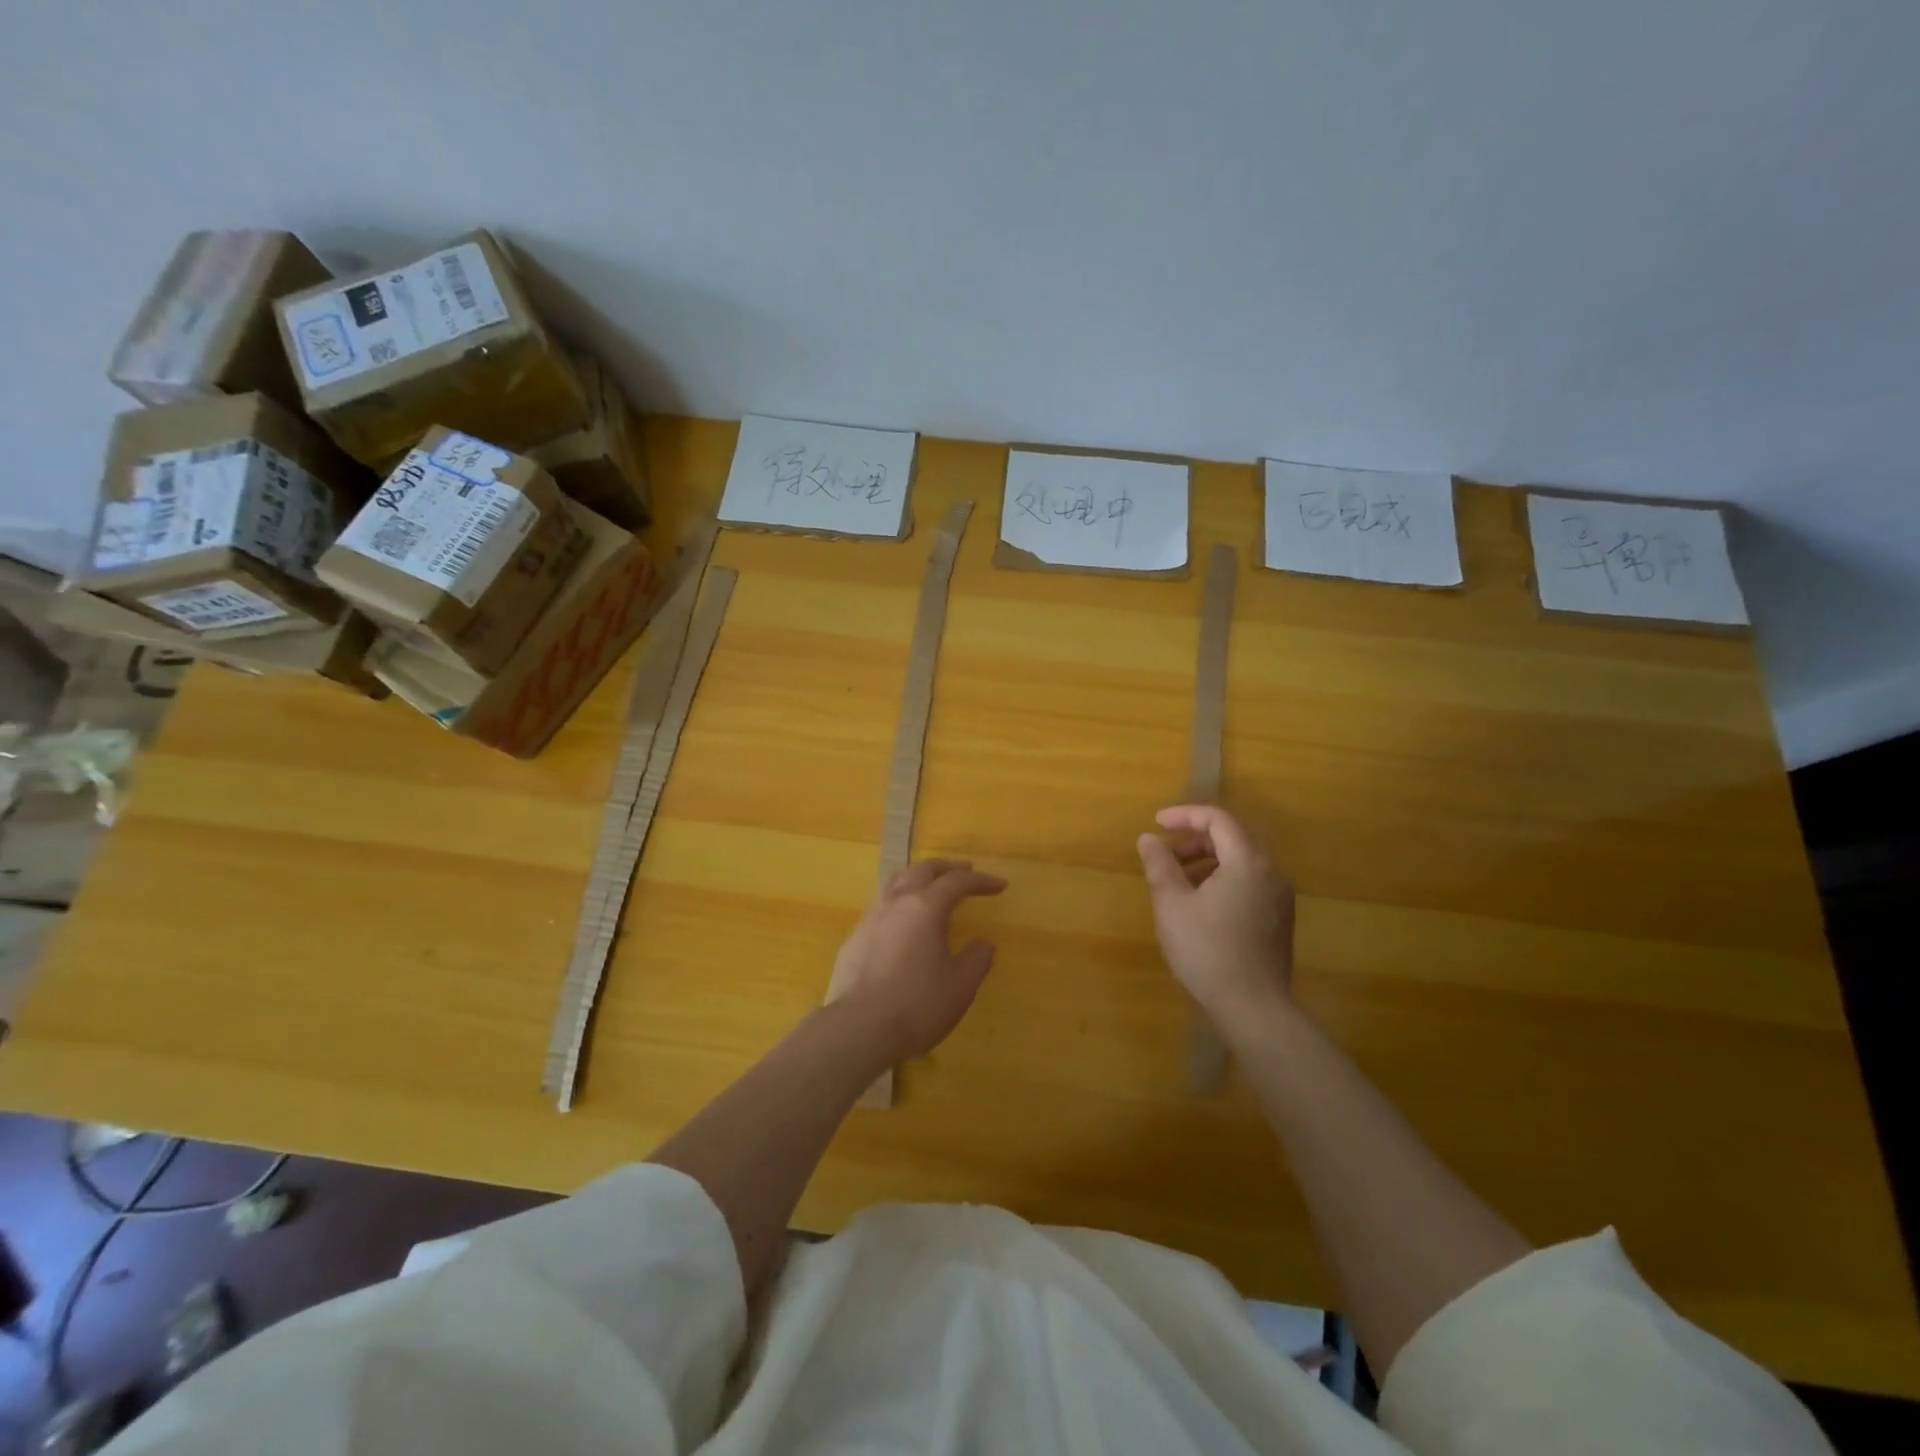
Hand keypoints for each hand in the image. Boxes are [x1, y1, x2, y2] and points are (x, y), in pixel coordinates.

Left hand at [831, 859, 1006, 1062]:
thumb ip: (976, 960)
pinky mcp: (853, 938)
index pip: (957, 882)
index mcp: (925, 907)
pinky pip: (879, 906)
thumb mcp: (960, 986)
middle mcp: (896, 902)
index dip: (980, 881)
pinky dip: (898, 902)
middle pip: (922, 870)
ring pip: (895, 882)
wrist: (857, 1028)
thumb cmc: (917, 1005)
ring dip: (918, 878)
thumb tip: (983, 943)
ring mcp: (870, 918)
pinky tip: (901, 922)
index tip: (1000, 885)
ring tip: (930, 887)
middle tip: (965, 871)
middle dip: (946, 867)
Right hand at [1136, 805, 1294, 1023]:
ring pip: (1241, 861)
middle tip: (1165, 854)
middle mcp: (1271, 872)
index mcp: (1247, 861)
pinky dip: (1222, 879)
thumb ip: (1159, 865)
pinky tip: (1200, 904)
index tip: (1156, 824)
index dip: (1185, 815)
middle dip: (1194, 839)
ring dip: (1207, 860)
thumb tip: (1148, 839)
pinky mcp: (1279, 919)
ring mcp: (1279, 897)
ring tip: (1177, 880)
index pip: (1218, 819)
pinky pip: (1249, 882)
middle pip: (1232, 837)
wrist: (1253, 1007)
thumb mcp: (1172, 904)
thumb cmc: (1207, 950)